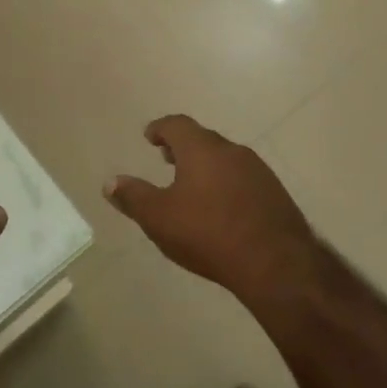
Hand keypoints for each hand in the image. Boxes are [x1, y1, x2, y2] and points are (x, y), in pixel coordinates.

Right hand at [105, 116, 315, 301]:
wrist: (276, 263)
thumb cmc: (208, 234)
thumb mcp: (159, 218)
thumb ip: (134, 197)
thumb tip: (111, 182)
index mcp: (201, 148)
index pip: (177, 124)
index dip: (160, 128)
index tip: (150, 136)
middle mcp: (231, 150)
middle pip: (202, 138)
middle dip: (182, 146)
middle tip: (167, 159)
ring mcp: (258, 170)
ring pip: (225, 158)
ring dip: (206, 165)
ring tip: (193, 185)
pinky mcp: (275, 192)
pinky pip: (243, 178)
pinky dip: (226, 182)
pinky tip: (223, 207)